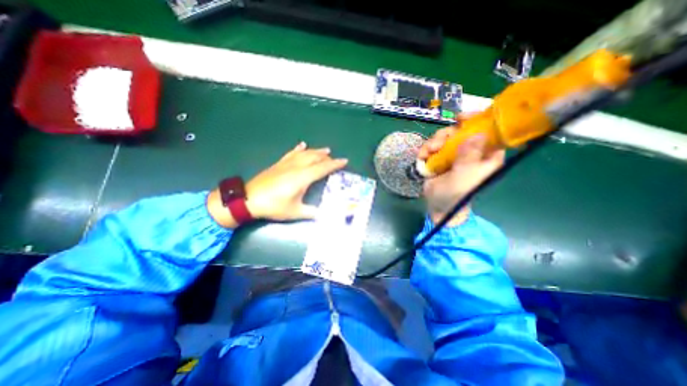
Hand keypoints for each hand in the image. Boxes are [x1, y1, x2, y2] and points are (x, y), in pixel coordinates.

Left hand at [205, 142, 346, 226]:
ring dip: (316, 151)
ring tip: (325, 150)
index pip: (323, 168)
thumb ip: (311, 212)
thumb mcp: (294, 212)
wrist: (249, 199)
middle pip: (315, 158)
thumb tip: (324, 215)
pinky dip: (298, 149)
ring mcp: (287, 163)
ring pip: (305, 153)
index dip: (335, 164)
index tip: (344, 161)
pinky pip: (291, 153)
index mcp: (303, 177)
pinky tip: (302, 145)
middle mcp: (297, 167)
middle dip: (327, 157)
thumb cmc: (274, 206)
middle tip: (334, 159)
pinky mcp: (279, 163)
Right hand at [415, 123, 505, 225]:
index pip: (488, 131)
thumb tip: (478, 133)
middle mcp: (471, 151)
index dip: (478, 120)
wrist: (438, 205)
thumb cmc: (456, 195)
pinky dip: (426, 149)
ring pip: (445, 137)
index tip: (461, 118)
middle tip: (437, 144)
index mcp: (486, 155)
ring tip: (427, 153)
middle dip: (446, 134)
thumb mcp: (464, 176)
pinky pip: (433, 146)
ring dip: (433, 143)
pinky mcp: (440, 158)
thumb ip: (469, 156)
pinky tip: (422, 156)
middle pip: (461, 131)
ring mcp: (454, 154)